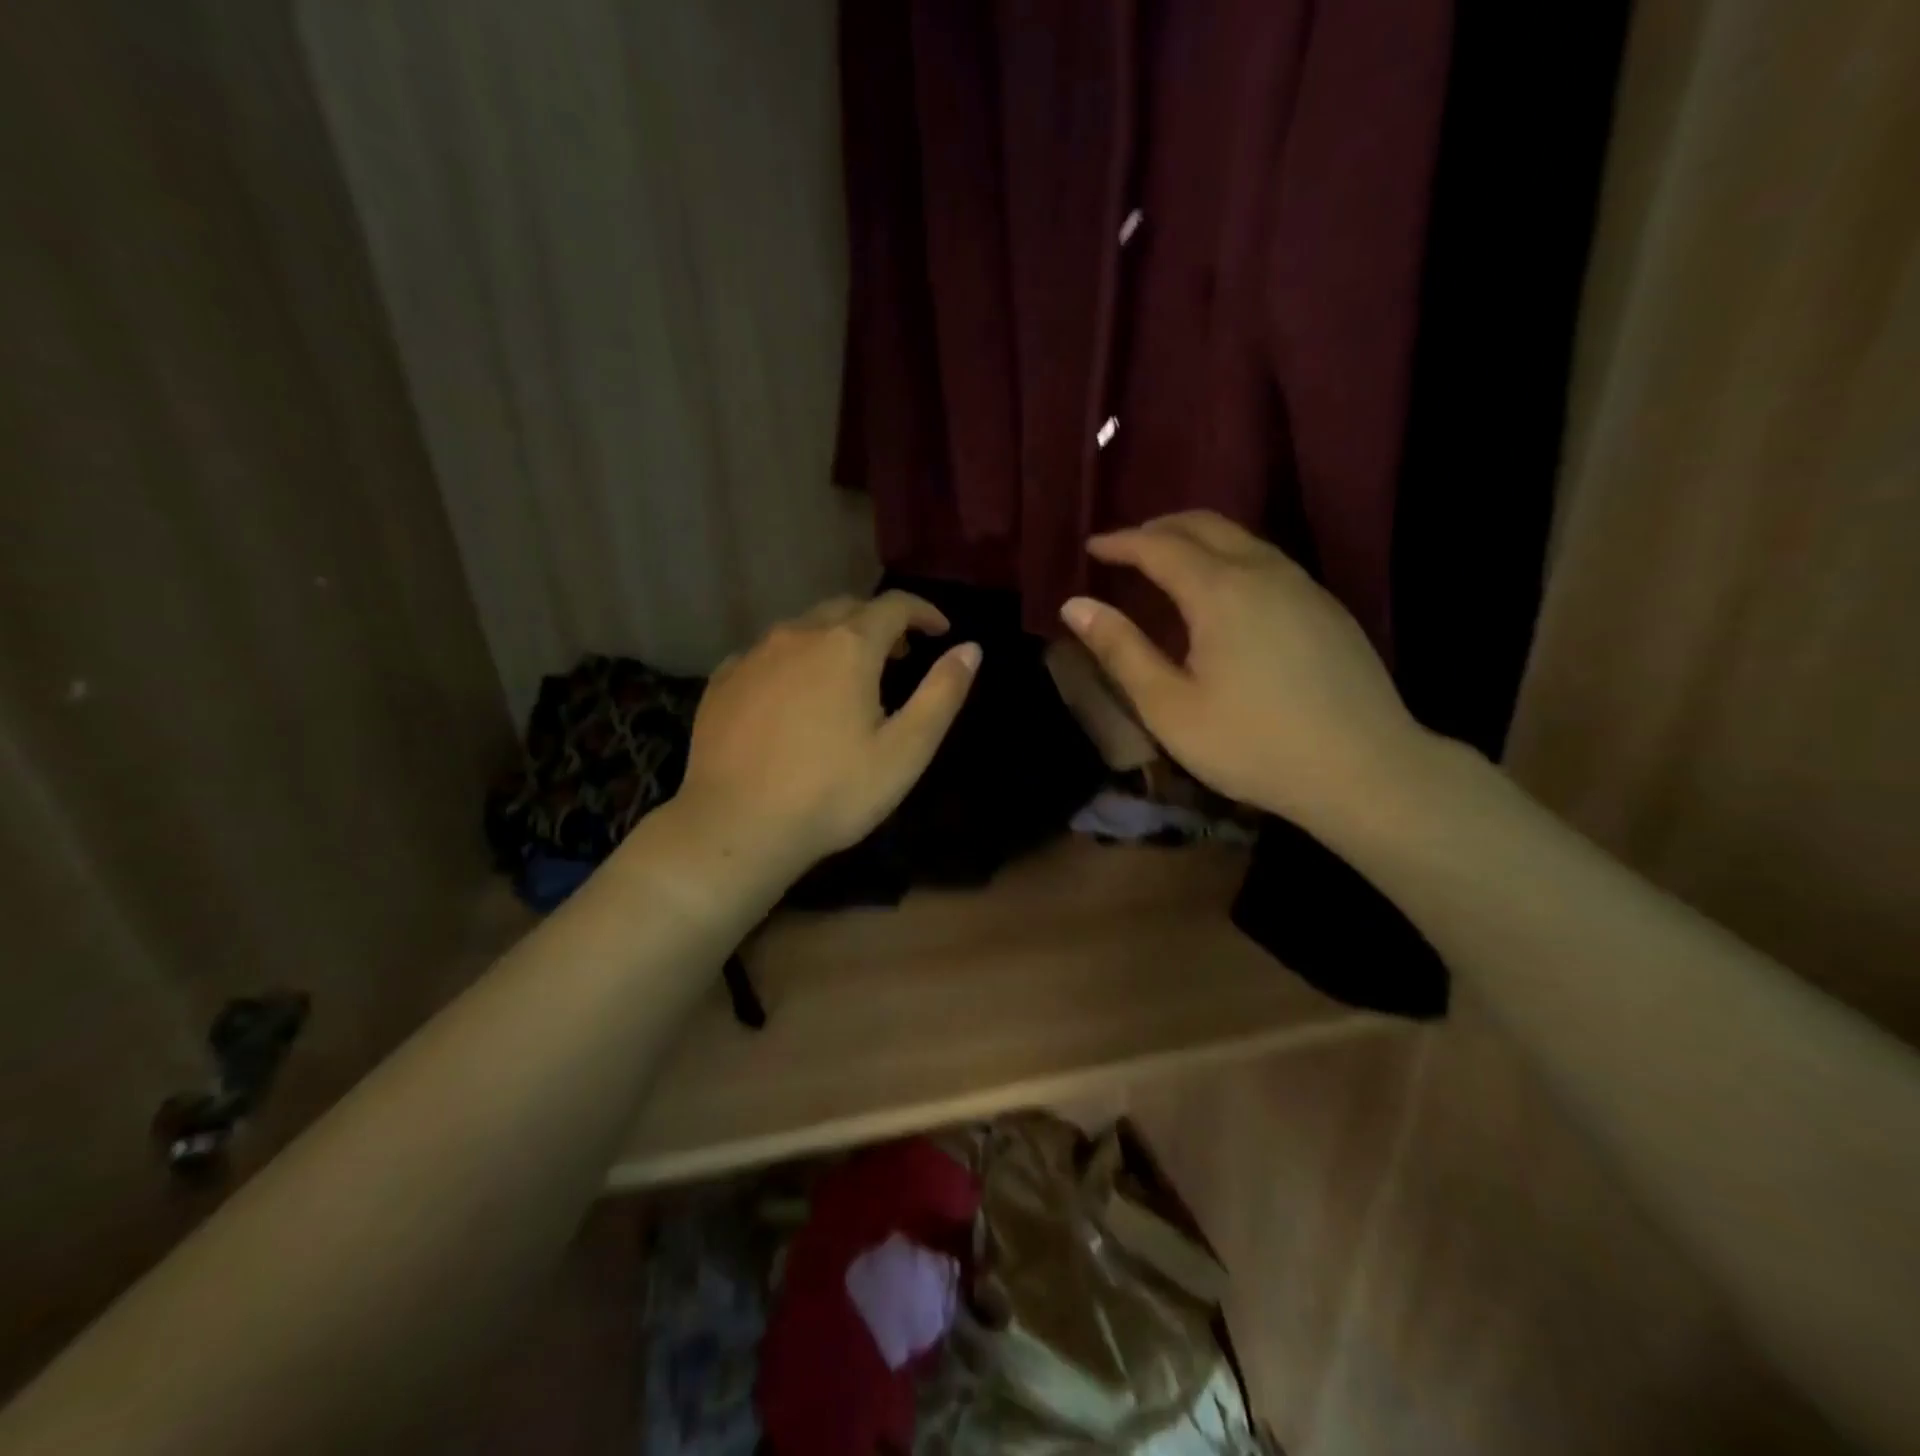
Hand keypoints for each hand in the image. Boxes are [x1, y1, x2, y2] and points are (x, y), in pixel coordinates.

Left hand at [677, 592, 979, 872]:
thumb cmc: (832, 792)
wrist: (736, 826)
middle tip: (899, 654)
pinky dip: (793, 660)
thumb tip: (971, 649)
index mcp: (848, 647)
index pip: (894, 606)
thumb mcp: (904, 751)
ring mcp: (753, 656)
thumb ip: (941, 694)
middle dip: (879, 623)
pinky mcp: (722, 681)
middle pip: (847, 608)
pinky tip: (792, 693)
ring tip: (848, 674)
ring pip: (803, 628)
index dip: (923, 612)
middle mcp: (798, 635)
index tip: (940, 630)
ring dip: (835, 638)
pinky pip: (767, 654)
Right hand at [1060, 511, 1428, 831]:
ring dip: (1197, 540)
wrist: (1365, 770)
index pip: (1159, 546)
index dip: (1121, 542)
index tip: (1092, 546)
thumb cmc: (1252, 744)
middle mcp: (1264, 571)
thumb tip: (1075, 605)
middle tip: (1126, 547)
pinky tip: (1223, 594)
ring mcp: (1303, 585)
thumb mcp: (1169, 707)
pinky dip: (1229, 558)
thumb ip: (1121, 650)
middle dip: (1159, 528)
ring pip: (1241, 539)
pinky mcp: (1326, 607)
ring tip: (1167, 565)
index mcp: (1220, 590)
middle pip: (1205, 525)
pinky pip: (1267, 560)